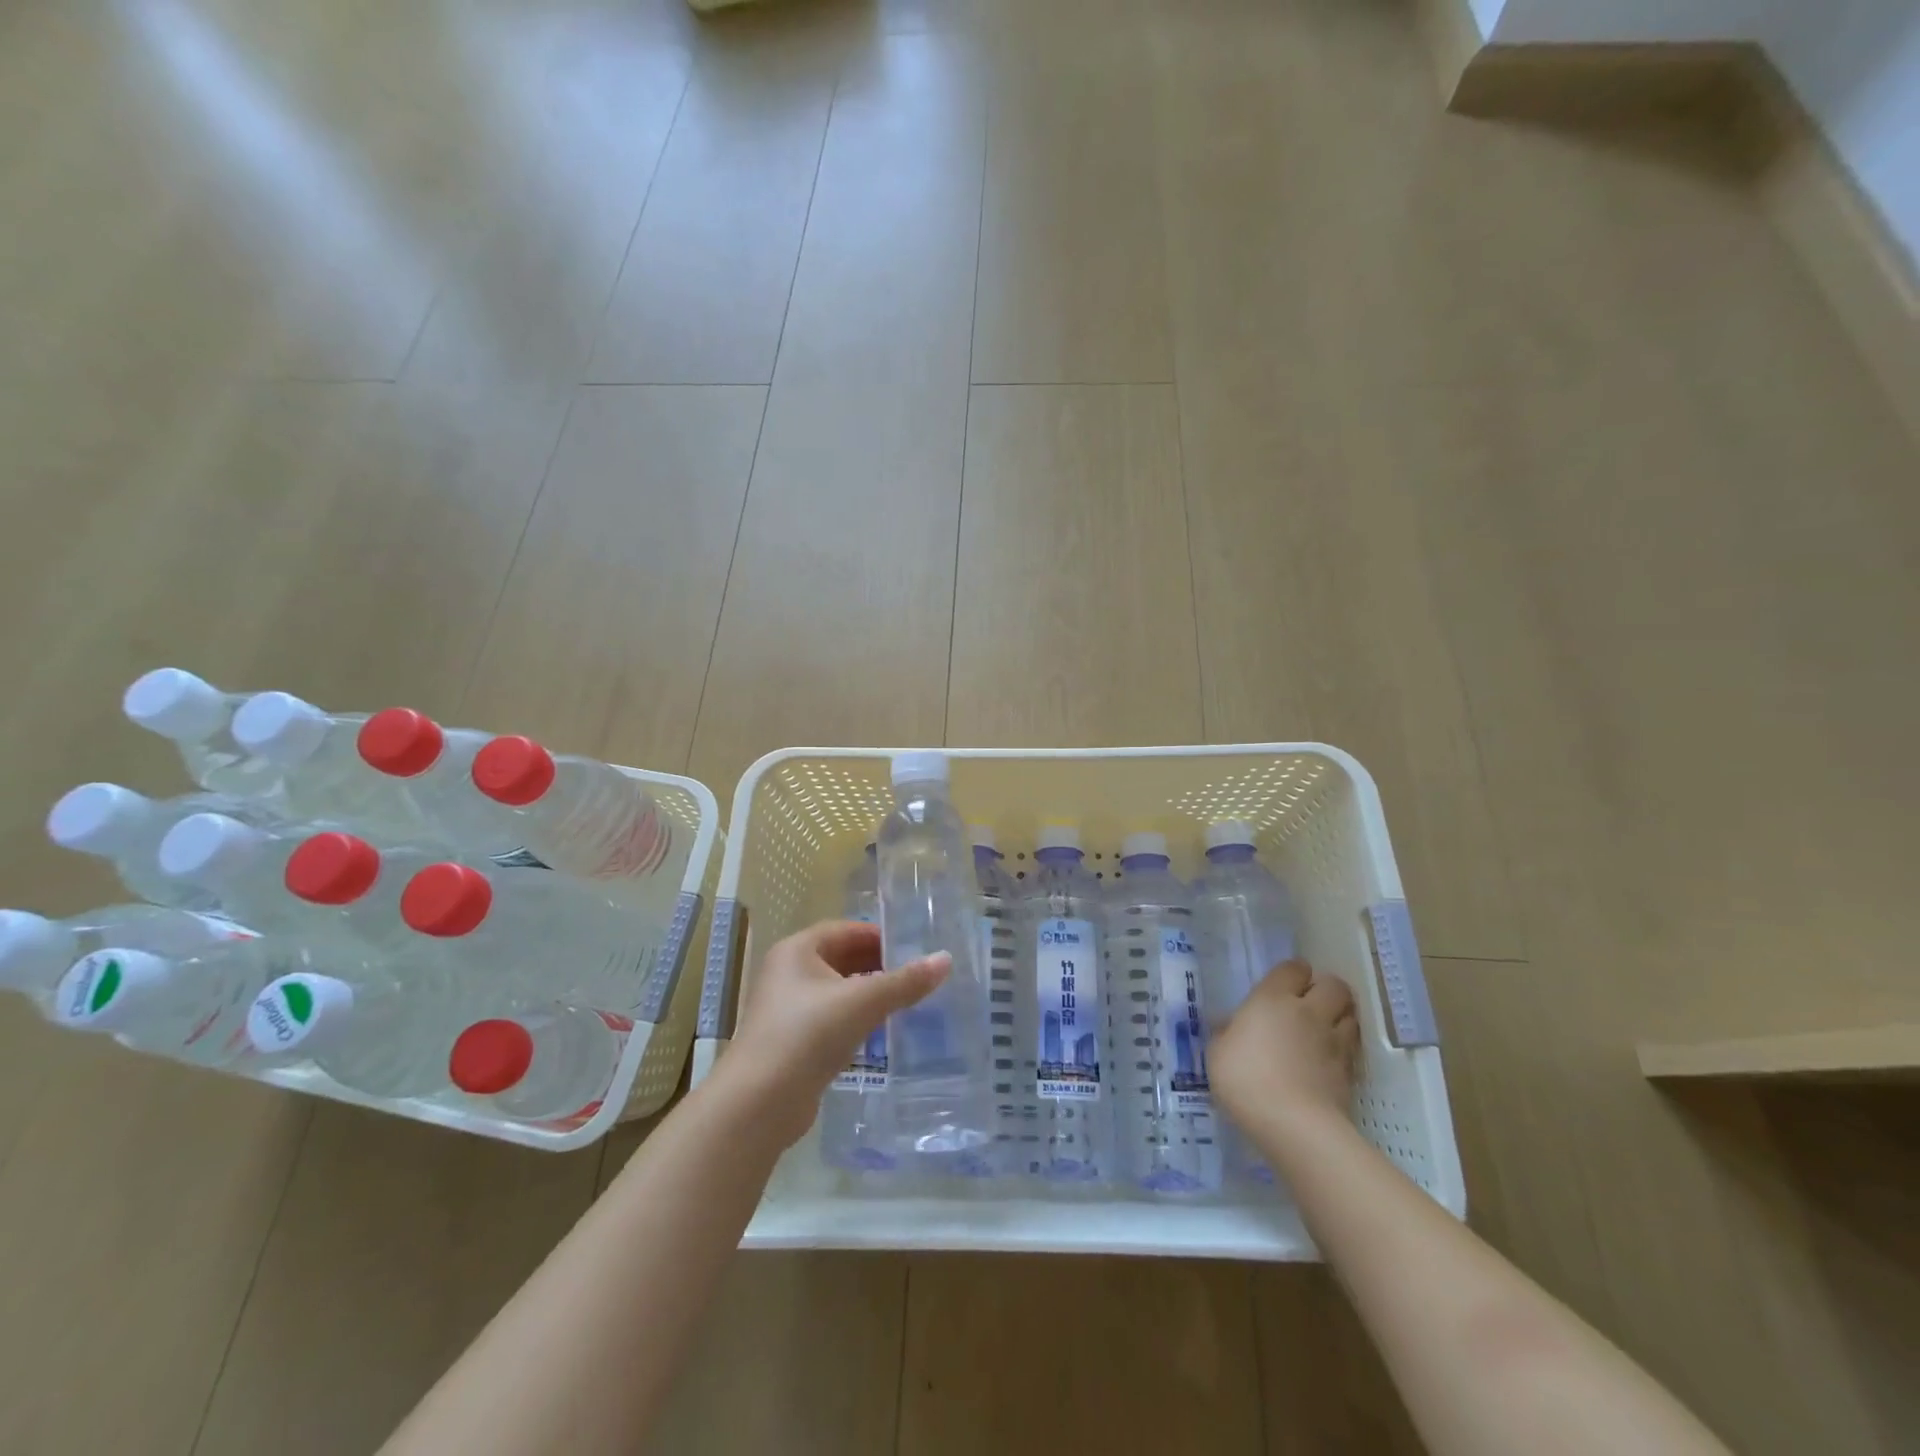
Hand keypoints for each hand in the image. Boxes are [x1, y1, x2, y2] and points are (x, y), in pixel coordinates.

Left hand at [728, 919, 949, 1147]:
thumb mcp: (863, 1002)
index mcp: (797, 950)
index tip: (912, 948)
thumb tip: (945, 959)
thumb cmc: (808, 1034)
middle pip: (839, 957)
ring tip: (903, 1002)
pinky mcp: (790, 1041)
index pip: (844, 930)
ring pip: (835, 990)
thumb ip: (905, 981)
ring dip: (866, 992)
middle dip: (876, 964)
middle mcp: (787, 972)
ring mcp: (786, 1009)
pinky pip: (829, 1018)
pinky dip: (853, 1018)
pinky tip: (877, 1032)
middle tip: (914, 975)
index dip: (879, 936)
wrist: (759, 1102)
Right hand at [1209, 958, 1359, 1143]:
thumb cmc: (1246, 1080)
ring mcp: (1334, 1040)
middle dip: (1325, 989)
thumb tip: (1231, 1025)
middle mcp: (1308, 1011)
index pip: (1293, 968)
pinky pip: (1354, 1046)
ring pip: (1351, 1013)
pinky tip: (1330, 1058)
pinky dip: (1346, 1046)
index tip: (1281, 987)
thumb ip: (1227, 1033)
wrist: (1294, 1125)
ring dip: (1340, 1015)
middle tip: (1309, 1004)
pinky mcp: (1350, 1070)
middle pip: (1333, 985)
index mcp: (1272, 999)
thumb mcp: (1218, 1053)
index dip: (1291, 974)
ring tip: (1325, 1028)